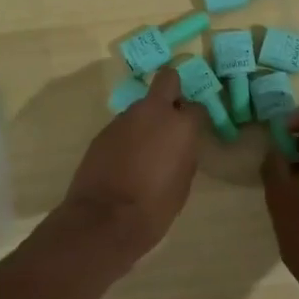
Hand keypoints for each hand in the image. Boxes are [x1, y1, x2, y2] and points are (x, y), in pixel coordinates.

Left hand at [58, 66, 200, 258]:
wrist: (105, 218)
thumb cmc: (154, 207)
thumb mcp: (183, 183)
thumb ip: (184, 154)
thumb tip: (180, 145)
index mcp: (180, 125)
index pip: (196, 107)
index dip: (194, 119)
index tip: (192, 132)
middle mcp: (152, 112)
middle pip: (167, 80)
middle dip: (172, 90)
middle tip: (171, 116)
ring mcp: (124, 119)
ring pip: (141, 107)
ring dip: (146, 120)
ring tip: (144, 150)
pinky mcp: (103, 131)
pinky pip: (123, 126)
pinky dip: (127, 137)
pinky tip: (125, 160)